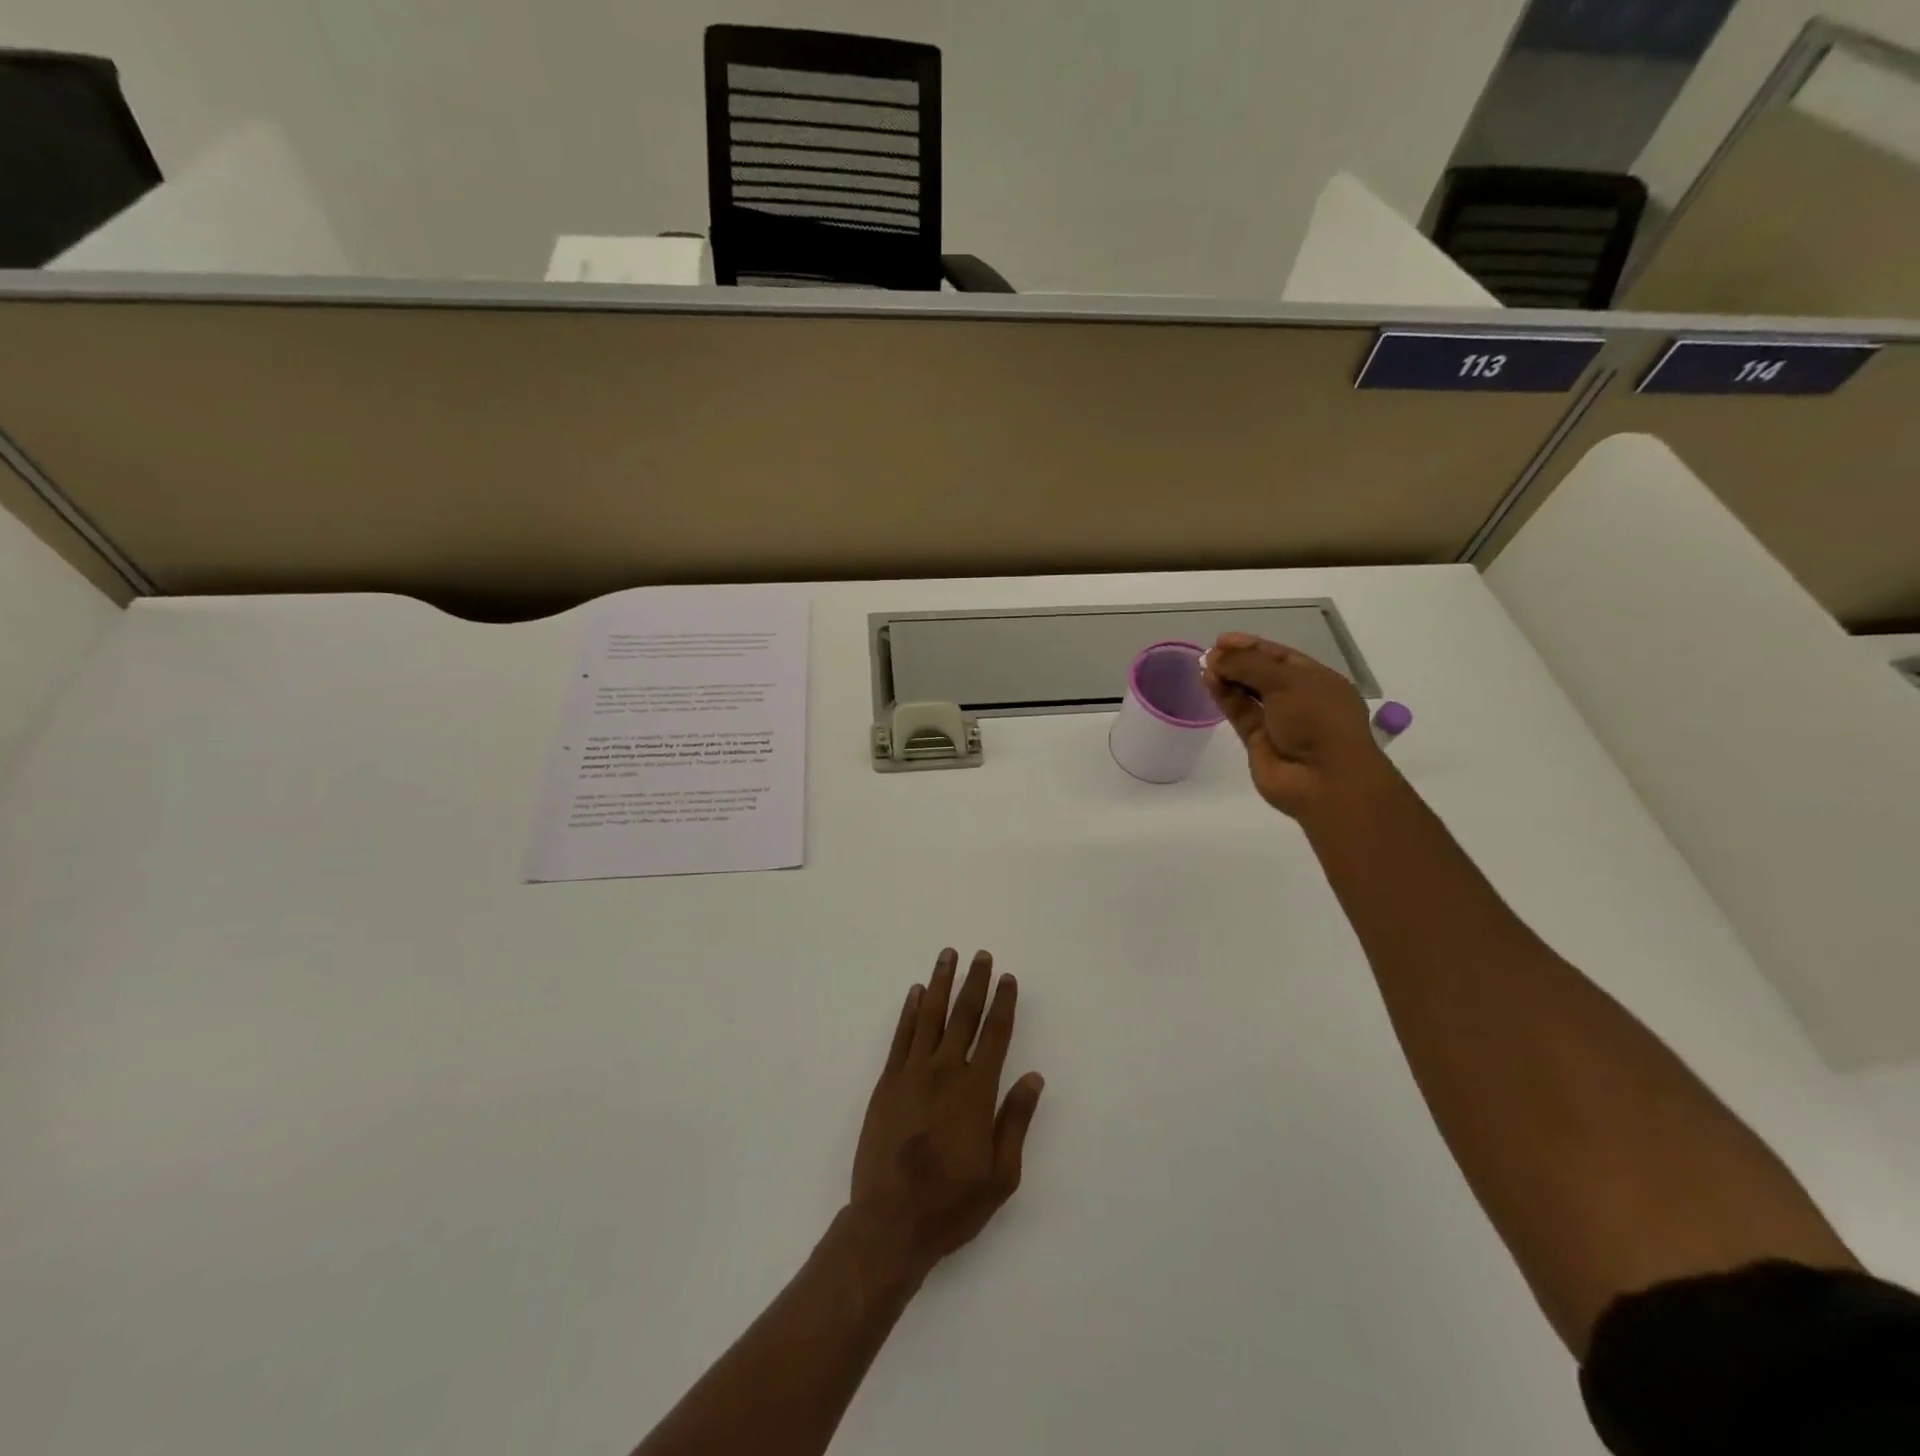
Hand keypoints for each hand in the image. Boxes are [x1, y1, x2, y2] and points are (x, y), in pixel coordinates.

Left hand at [850, 949, 1044, 1280]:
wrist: (890, 1224)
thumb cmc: (952, 1204)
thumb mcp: (1001, 1175)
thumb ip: (1016, 1121)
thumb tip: (1034, 1078)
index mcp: (975, 1092)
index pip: (994, 1035)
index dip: (1003, 1004)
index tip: (1008, 978)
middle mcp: (944, 1072)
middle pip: (963, 1016)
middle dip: (975, 983)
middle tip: (981, 955)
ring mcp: (911, 1074)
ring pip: (929, 1016)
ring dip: (940, 983)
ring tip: (948, 955)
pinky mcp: (887, 1083)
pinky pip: (901, 1036)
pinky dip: (909, 1011)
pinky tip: (916, 992)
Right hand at [1203, 632, 1392, 819]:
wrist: (1324, 780)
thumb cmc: (1317, 720)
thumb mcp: (1287, 682)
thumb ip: (1248, 665)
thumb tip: (1214, 657)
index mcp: (1319, 680)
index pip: (1281, 656)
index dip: (1252, 646)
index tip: (1222, 640)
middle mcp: (1300, 699)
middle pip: (1263, 674)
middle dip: (1237, 662)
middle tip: (1209, 653)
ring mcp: (1279, 722)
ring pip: (1249, 694)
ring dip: (1228, 679)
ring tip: (1204, 666)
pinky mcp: (1259, 742)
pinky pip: (1240, 714)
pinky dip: (1225, 698)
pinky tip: (1209, 683)